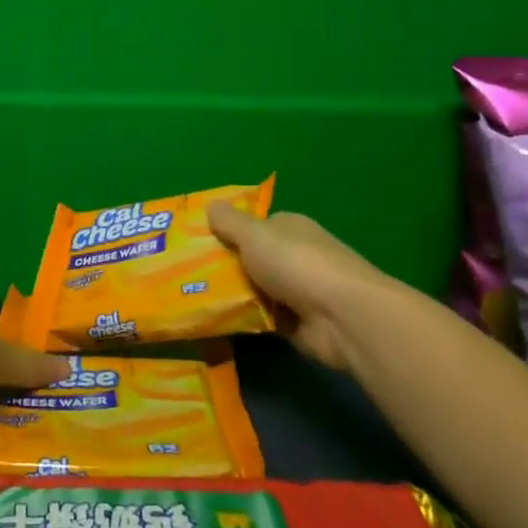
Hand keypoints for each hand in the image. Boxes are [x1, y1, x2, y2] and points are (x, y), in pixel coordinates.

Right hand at [207, 204, 409, 371]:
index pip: (253, 227)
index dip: (226, 233)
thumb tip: (210, 204)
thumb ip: (230, 222)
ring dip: (232, 296)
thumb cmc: (297, 264)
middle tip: (185, 275)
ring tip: (192, 299)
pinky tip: (216, 321)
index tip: (195, 244)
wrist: (342, 316)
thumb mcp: (254, 235)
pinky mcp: (298, 323)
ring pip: (254, 290)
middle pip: (252, 259)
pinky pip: (261, 318)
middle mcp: (295, 255)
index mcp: (289, 228)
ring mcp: (298, 291)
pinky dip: (244, 320)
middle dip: (224, 267)